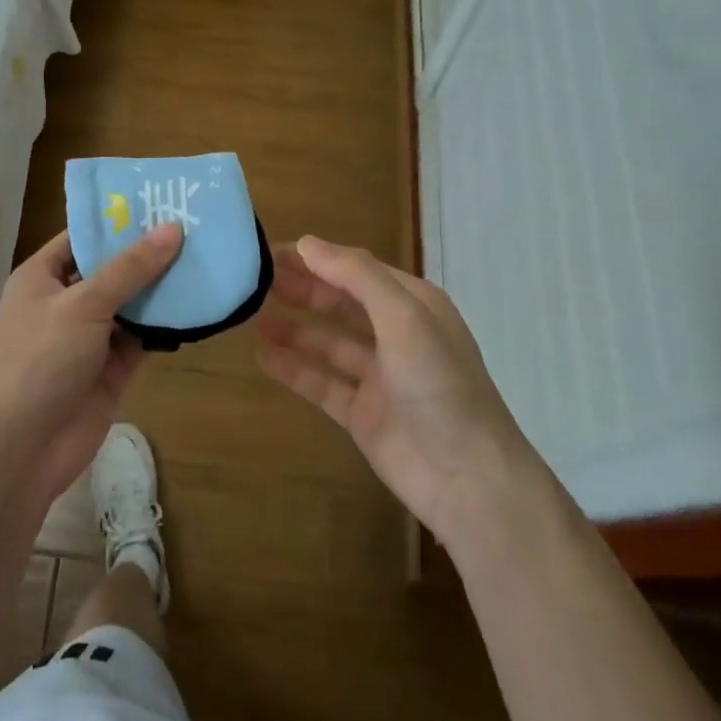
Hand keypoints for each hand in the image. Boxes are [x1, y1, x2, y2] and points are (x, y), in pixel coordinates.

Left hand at [0, 223, 183, 508]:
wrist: (25, 446)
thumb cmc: (42, 359)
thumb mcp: (84, 303)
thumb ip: (130, 268)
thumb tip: (172, 229)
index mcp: (42, 277)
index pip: (82, 237)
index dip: (117, 221)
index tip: (160, 203)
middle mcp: (65, 302)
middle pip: (111, 269)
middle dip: (147, 253)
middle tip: (195, 227)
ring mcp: (89, 336)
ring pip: (131, 303)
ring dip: (162, 288)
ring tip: (205, 258)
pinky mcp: (111, 367)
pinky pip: (142, 337)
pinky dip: (166, 324)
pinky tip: (199, 304)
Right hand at [255, 236, 535, 543]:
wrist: (467, 477)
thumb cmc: (439, 384)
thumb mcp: (403, 316)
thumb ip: (355, 276)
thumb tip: (306, 243)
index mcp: (414, 305)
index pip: (357, 270)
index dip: (317, 259)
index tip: (271, 252)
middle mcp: (397, 335)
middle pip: (341, 303)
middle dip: (302, 289)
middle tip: (256, 282)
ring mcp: (379, 377)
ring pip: (328, 343)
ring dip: (294, 328)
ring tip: (253, 317)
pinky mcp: (362, 413)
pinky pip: (321, 382)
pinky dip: (293, 368)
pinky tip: (262, 356)